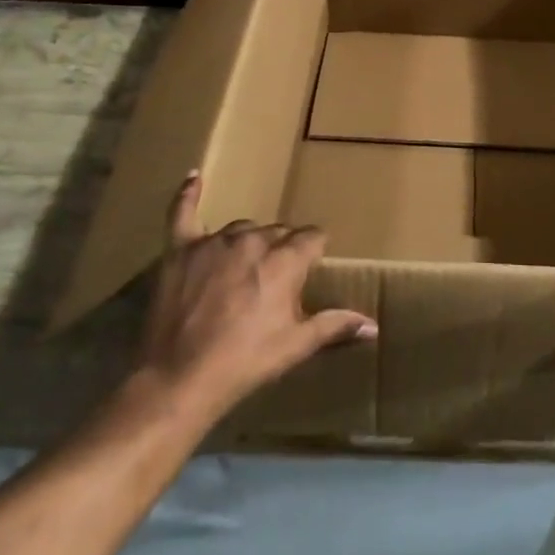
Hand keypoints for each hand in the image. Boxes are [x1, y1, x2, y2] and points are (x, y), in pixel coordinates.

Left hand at [133, 172, 377, 420]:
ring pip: (242, 228)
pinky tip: (195, 177)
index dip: (314, 251)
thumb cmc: (246, 361)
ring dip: (249, 241)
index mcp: (285, 261)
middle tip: (276, 281)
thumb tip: (374, 325)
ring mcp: (214, 241)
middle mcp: (253, 240)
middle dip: (282, 250)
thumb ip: (335, 325)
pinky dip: (189, 195)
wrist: (180, 377)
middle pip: (277, 232)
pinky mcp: (181, 248)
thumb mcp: (296, 345)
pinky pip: (183, 212)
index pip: (311, 238)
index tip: (313, 265)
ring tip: (246, 267)